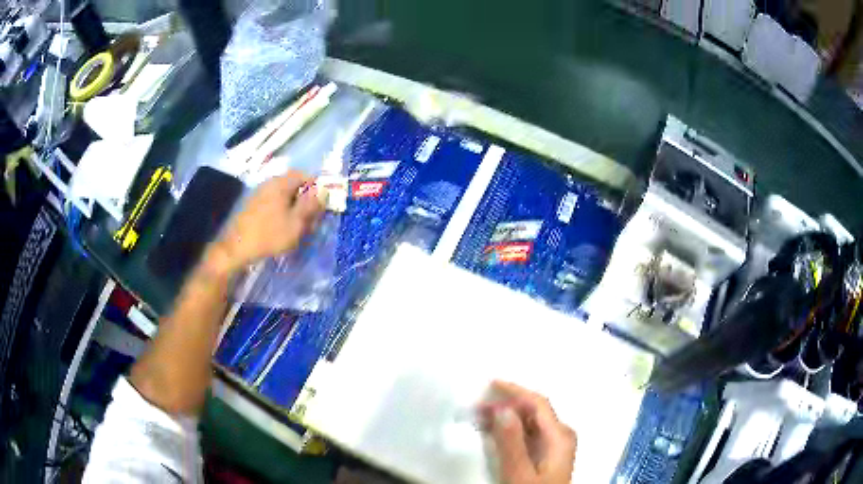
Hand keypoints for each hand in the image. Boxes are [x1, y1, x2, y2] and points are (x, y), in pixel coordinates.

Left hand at [213, 170, 325, 272]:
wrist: (236, 249)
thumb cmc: (269, 234)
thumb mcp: (296, 222)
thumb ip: (311, 205)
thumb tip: (323, 190)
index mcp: (280, 183)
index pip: (303, 174)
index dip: (315, 186)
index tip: (322, 202)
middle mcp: (269, 184)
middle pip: (293, 185)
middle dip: (305, 200)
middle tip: (312, 219)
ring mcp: (259, 195)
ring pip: (283, 196)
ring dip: (293, 208)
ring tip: (298, 228)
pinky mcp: (252, 207)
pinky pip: (273, 204)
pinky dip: (282, 213)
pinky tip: (282, 229)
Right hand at [480, 381, 576, 483]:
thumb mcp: (519, 472)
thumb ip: (511, 441)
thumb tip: (502, 409)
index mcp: (559, 436)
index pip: (538, 403)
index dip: (514, 390)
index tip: (490, 383)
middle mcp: (561, 436)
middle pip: (534, 411)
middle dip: (506, 405)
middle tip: (478, 406)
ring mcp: (556, 447)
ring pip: (530, 423)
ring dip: (506, 418)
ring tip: (481, 418)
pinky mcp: (547, 456)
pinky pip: (528, 434)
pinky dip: (510, 430)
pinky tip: (495, 433)